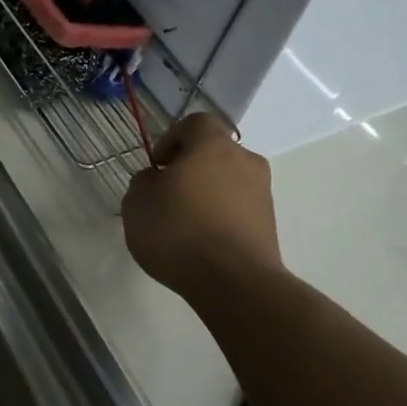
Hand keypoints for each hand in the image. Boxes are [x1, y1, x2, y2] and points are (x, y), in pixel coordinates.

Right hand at [121, 112, 281, 292]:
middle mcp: (244, 161)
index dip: (173, 137)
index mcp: (213, 145)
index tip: (158, 165)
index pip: (196, 122)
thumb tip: (156, 180)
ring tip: (182, 224)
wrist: (234, 282)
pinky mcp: (269, 226)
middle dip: (190, 169)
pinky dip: (220, 219)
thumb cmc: (179, 230)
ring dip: (207, 195)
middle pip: (214, 154)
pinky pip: (237, 210)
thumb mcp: (137, 203)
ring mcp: (262, 194)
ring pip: (228, 183)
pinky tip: (200, 244)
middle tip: (167, 194)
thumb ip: (143, 182)